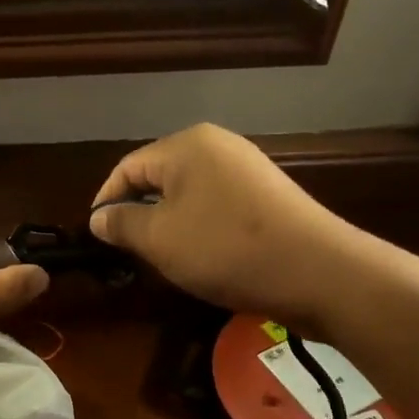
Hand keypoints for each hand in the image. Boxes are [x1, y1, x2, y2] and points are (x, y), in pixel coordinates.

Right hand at [89, 124, 372, 333]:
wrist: (321, 272)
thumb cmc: (226, 249)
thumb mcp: (160, 239)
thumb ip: (122, 224)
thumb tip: (98, 217)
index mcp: (186, 145)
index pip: (127, 168)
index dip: (106, 201)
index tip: (98, 237)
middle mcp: (217, 146)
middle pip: (158, 177)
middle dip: (139, 213)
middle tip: (129, 251)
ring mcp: (247, 168)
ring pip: (188, 193)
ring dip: (169, 223)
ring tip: (164, 257)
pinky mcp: (267, 194)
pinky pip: (216, 204)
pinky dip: (200, 227)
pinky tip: (204, 256)